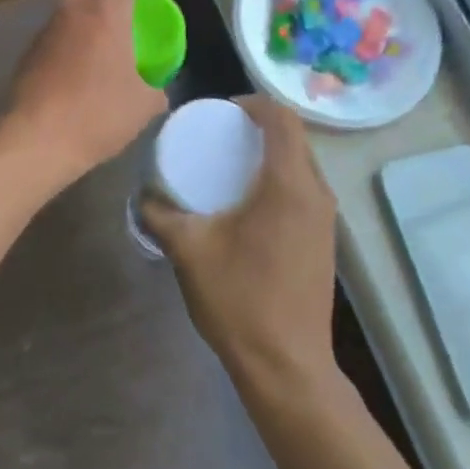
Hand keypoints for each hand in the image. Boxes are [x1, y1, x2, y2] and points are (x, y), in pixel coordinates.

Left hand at [6, 0, 168, 182]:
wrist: (37, 138)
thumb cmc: (97, 114)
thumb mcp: (142, 106)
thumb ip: (155, 90)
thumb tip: (158, 92)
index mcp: (106, 13)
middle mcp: (74, 11)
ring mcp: (48, 29)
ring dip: (90, 2)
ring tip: (106, 27)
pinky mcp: (30, 50)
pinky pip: (57, 26)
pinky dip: (74, 28)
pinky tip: (82, 57)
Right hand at [140, 96, 338, 387]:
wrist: (287, 366)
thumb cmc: (239, 300)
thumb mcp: (189, 250)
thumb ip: (159, 214)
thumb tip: (142, 194)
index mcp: (289, 185)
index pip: (281, 118)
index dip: (252, 103)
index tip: (221, 110)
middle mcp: (316, 193)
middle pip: (294, 137)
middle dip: (260, 126)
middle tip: (222, 133)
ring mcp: (327, 219)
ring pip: (302, 163)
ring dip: (272, 152)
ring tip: (233, 162)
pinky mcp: (326, 240)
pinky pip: (305, 188)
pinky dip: (281, 177)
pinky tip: (252, 200)